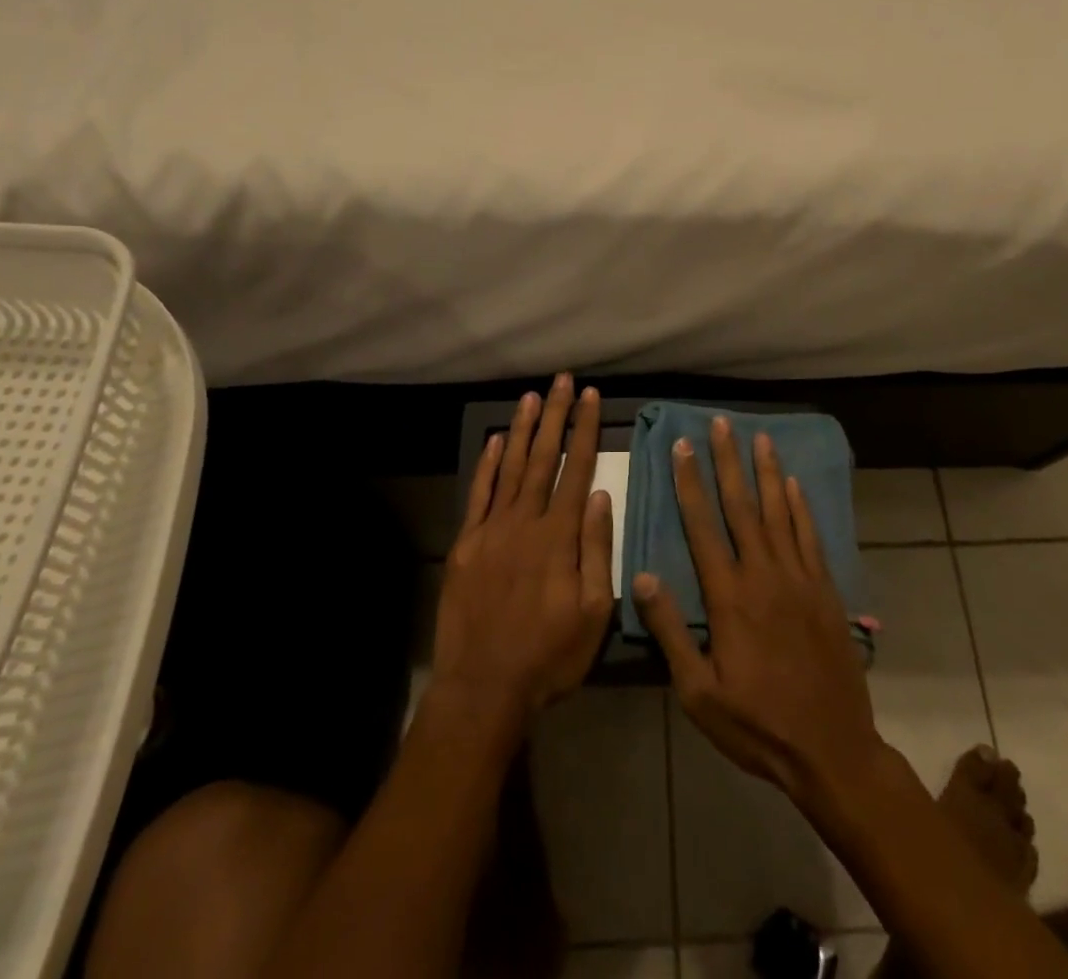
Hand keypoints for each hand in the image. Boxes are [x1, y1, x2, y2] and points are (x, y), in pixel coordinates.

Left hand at [432, 374, 614, 728]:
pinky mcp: (466, 544)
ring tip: (533, 397)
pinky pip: (479, 494)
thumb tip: (601, 496)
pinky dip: (488, 464)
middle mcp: (525, 522)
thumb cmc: (548, 655)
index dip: (585, 430)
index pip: (576, 469)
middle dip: (556, 416)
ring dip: (524, 430)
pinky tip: (496, 440)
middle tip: (562, 381)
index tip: (591, 397)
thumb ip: (597, 550)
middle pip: (543, 458)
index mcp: (559, 537)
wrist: (483, 686)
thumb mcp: (593, 613)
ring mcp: (491, 530)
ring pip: (511, 467)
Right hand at [633, 417, 886, 808]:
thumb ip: (670, 631)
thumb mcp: (699, 692)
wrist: (832, 750)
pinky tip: (794, 484)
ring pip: (779, 512)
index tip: (682, 446)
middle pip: (742, 506)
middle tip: (720, 423)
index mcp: (729, 597)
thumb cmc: (757, 725)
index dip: (690, 483)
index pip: (703, 526)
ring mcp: (799, 580)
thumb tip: (641, 576)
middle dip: (728, 461)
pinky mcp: (825, 591)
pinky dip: (802, 507)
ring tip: (759, 437)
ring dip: (767, 472)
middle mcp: (764, 575)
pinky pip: (810, 538)